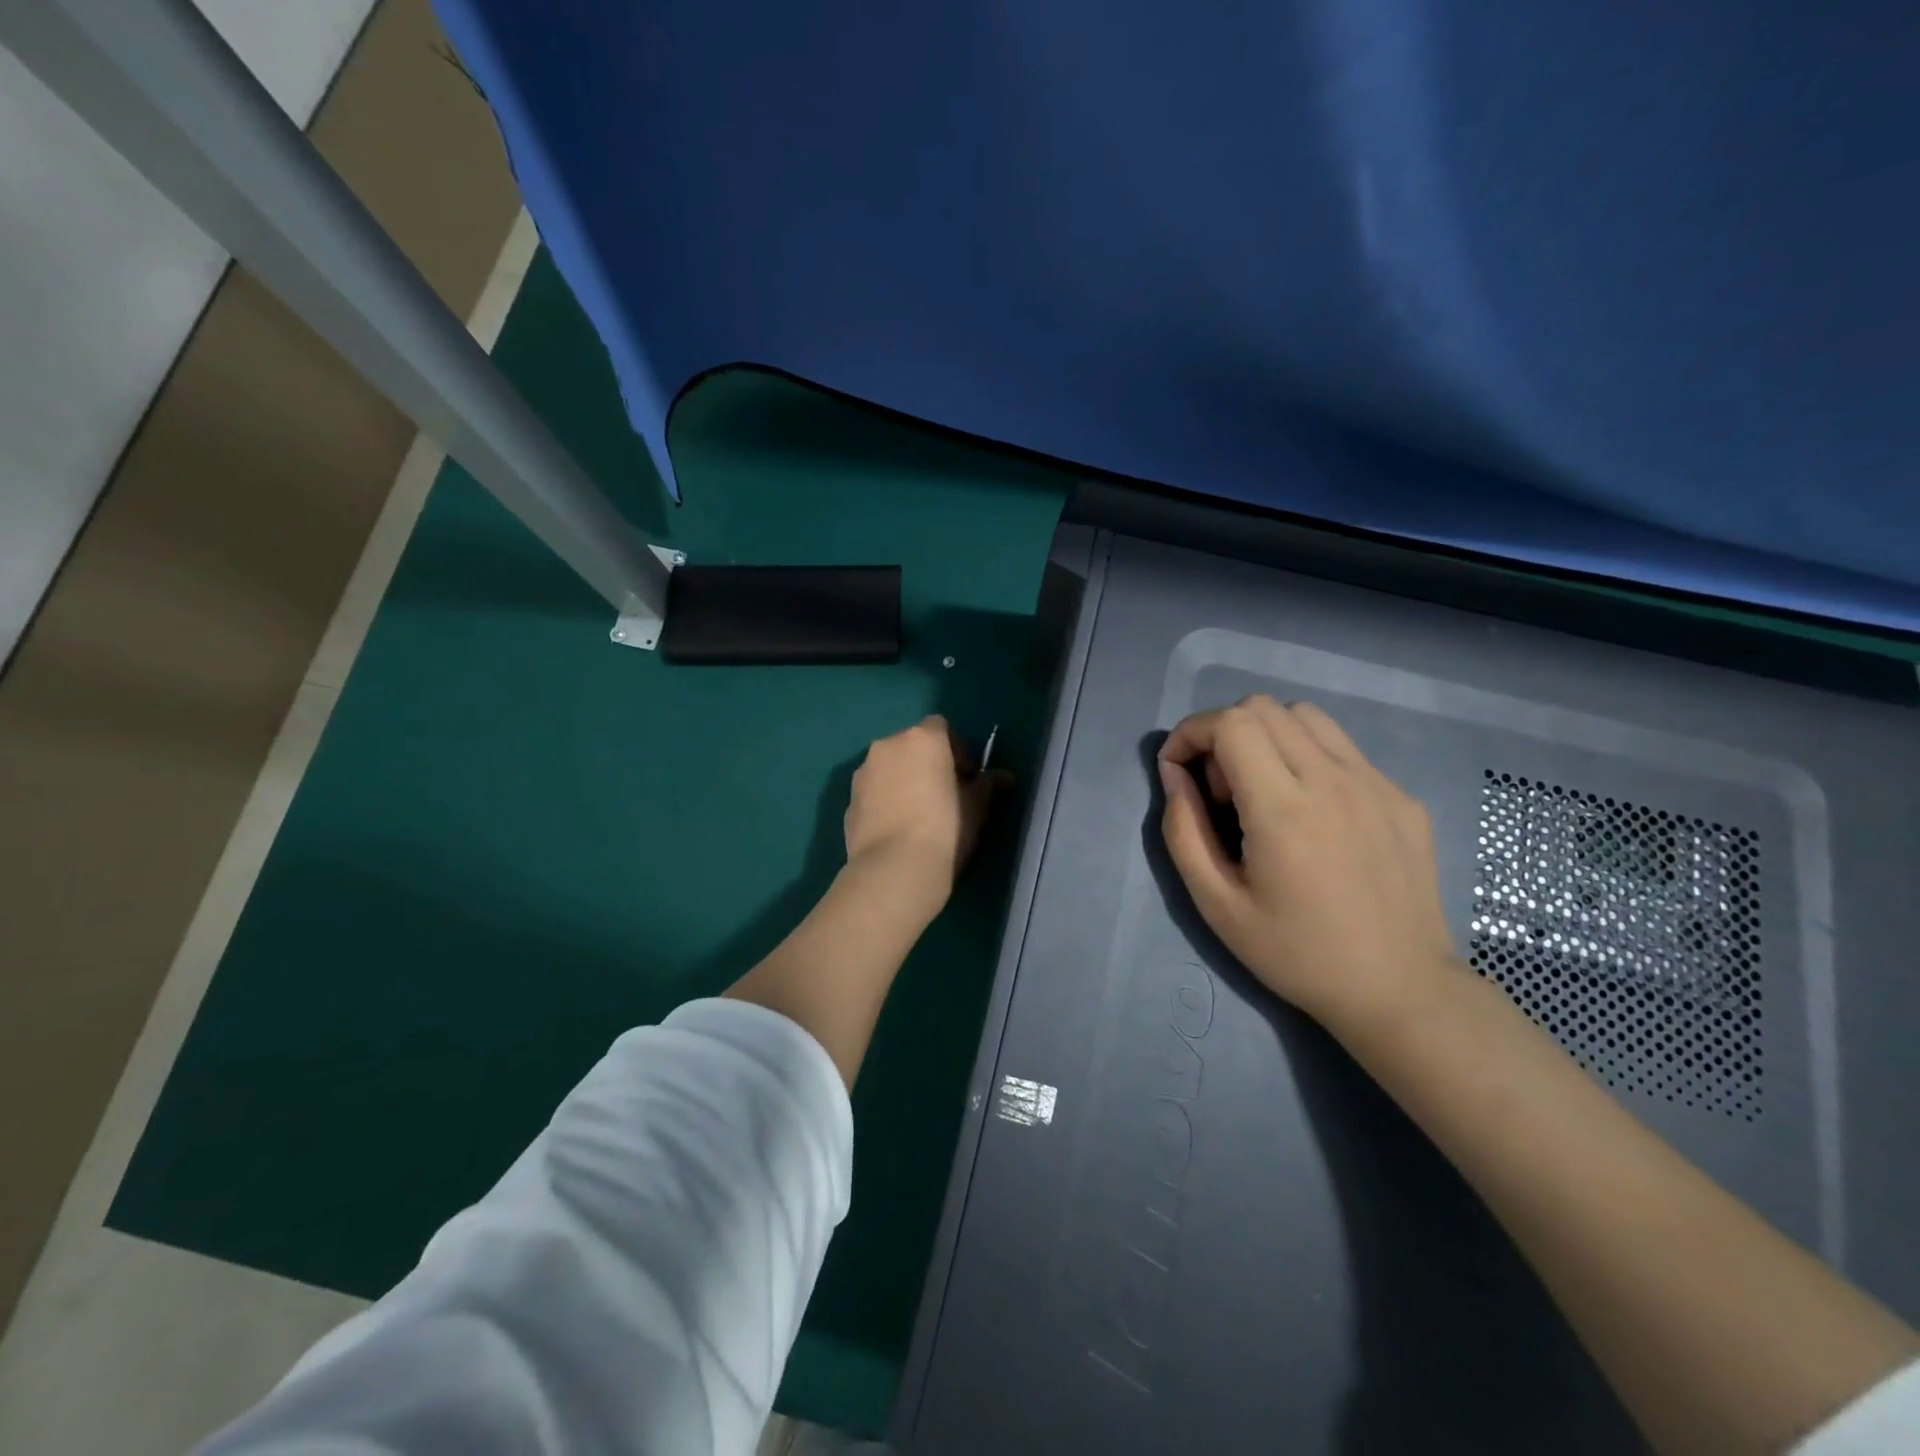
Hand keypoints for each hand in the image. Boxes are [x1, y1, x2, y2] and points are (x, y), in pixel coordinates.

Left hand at [844, 716, 1009, 905]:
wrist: (895, 869)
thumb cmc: (946, 828)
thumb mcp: (978, 807)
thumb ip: (988, 785)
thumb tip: (1003, 777)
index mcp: (922, 739)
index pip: (941, 728)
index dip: (957, 750)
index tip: (966, 778)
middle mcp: (887, 746)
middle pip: (911, 745)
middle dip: (927, 764)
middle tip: (944, 795)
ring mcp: (863, 773)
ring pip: (889, 768)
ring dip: (903, 781)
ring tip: (918, 815)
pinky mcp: (848, 801)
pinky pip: (874, 792)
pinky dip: (885, 801)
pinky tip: (897, 830)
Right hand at [1157, 695, 1458, 1039]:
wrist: (1399, 990)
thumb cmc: (1296, 953)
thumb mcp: (1216, 904)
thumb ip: (1183, 831)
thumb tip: (1173, 775)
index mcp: (1283, 808)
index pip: (1230, 723)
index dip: (1191, 732)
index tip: (1178, 769)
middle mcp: (1332, 780)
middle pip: (1264, 708)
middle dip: (1224, 734)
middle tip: (1220, 790)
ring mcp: (1376, 784)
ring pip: (1307, 717)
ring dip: (1268, 736)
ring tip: (1264, 790)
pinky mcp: (1402, 797)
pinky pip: (1344, 750)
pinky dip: (1309, 758)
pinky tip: (1312, 813)